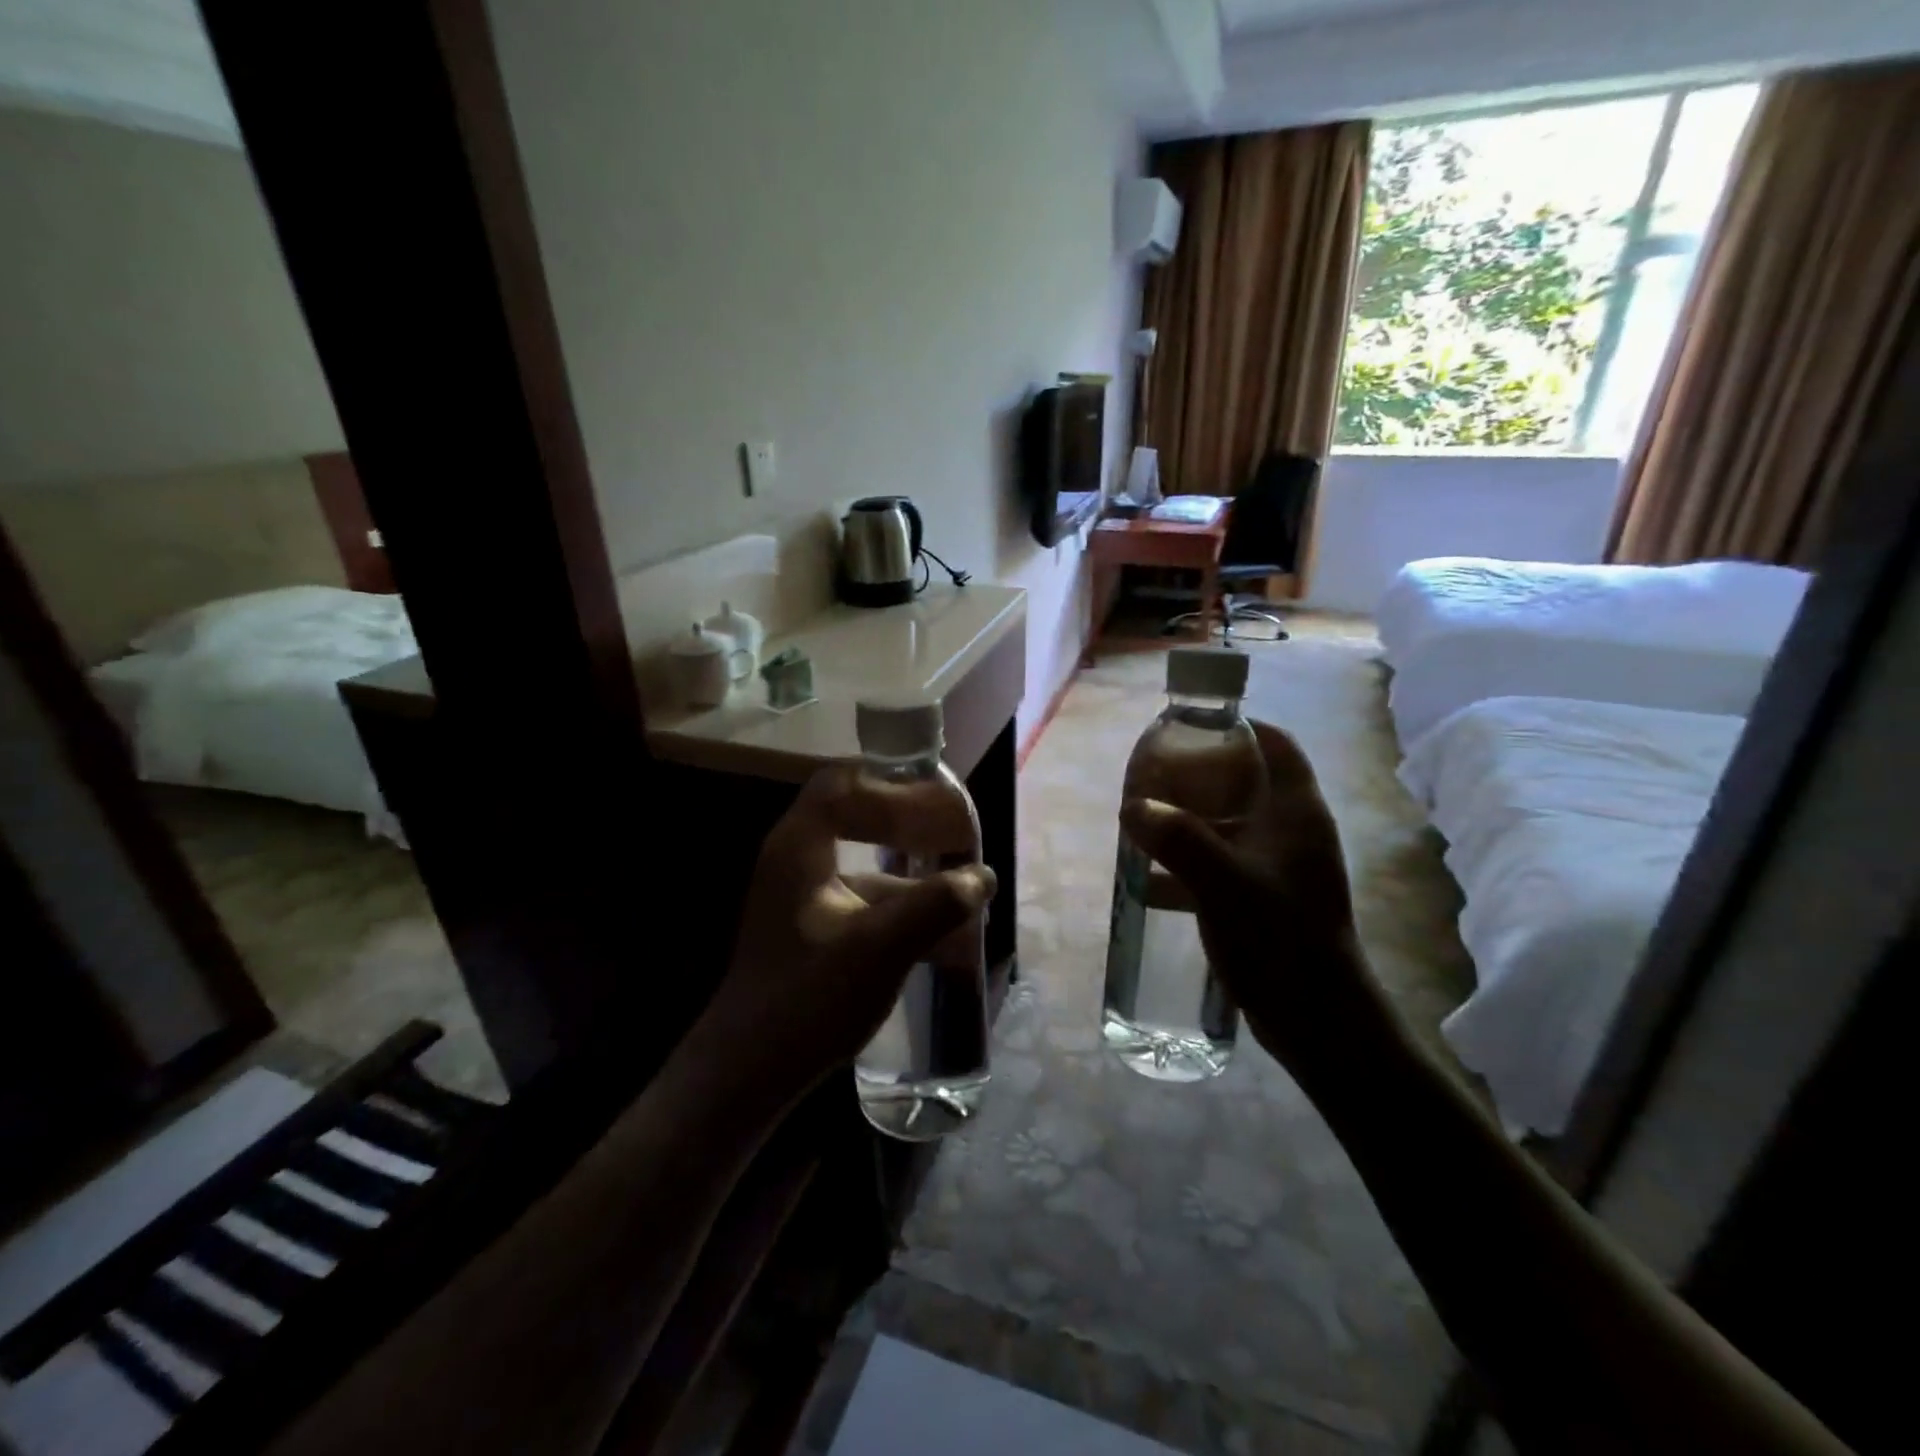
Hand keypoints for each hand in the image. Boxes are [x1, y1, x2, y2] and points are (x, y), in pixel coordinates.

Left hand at [706, 764, 995, 1097]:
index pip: (846, 784)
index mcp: (800, 846)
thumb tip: (982, 876)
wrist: (750, 1070)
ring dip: (909, 864)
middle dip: (908, 819)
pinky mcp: (811, 923)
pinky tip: (936, 926)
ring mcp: (801, 891)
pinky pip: (860, 892)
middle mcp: (795, 856)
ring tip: (959, 880)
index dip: (897, 788)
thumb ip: (936, 906)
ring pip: (861, 856)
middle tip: (955, 831)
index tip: (942, 806)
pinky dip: (898, 898)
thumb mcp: (881, 949)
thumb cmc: (809, 1000)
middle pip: (855, 812)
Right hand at [1119, 720, 1384, 1076]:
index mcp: (1297, 812)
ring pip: (1230, 825)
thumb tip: (1132, 807)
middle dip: (1198, 776)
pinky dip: (1189, 863)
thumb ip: (1177, 840)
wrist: (1317, 1020)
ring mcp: (1280, 867)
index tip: (1191, 728)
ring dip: (1188, 822)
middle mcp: (1293, 832)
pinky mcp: (1265, 899)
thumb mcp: (1223, 883)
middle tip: (1153, 779)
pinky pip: (1222, 864)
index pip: (1277, 745)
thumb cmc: (1280, 938)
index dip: (1239, 727)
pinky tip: (1150, 880)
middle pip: (1246, 782)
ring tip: (1143, 823)